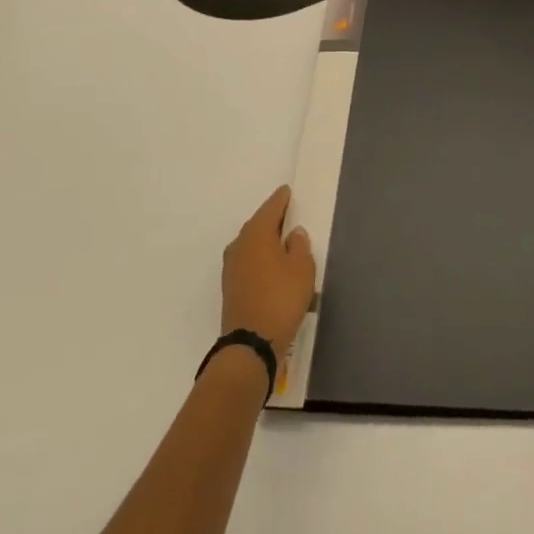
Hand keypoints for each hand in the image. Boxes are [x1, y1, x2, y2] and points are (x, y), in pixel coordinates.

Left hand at [221, 186, 315, 357]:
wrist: (251, 343)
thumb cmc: (281, 298)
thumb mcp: (302, 269)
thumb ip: (299, 246)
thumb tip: (293, 233)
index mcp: (257, 234)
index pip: (270, 209)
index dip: (281, 200)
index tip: (287, 191)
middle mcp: (239, 246)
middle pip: (257, 226)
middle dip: (272, 220)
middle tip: (287, 214)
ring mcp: (231, 268)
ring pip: (251, 245)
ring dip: (265, 241)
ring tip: (282, 242)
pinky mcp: (231, 287)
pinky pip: (248, 262)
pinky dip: (260, 259)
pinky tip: (272, 267)